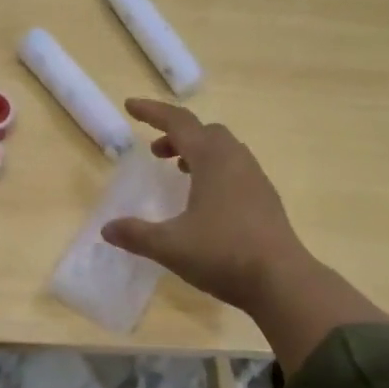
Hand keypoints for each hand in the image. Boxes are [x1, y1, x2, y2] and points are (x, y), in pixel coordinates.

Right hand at [100, 99, 308, 313]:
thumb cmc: (223, 253)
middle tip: (155, 152)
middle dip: (176, 134)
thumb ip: (136, 234)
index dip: (152, 112)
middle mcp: (236, 160)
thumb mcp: (170, 246)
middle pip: (204, 131)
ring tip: (179, 171)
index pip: (178, 122)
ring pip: (223, 150)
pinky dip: (214, 170)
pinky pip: (236, 169)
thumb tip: (107, 229)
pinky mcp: (265, 199)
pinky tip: (206, 200)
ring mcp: (255, 179)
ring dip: (197, 152)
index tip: (130, 106)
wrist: (281, 281)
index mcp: (211, 159)